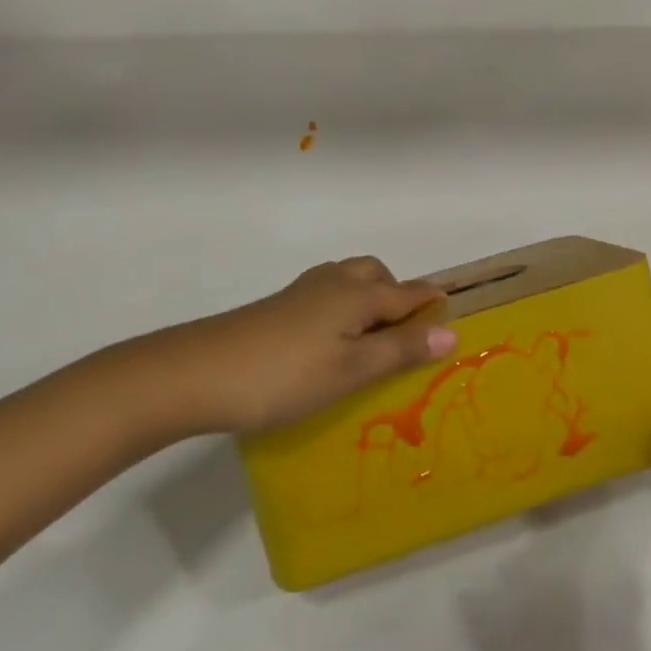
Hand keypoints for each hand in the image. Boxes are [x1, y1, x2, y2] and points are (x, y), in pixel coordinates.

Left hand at [161, 257, 457, 435]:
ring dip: (368, 300)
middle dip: (397, 295)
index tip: (452, 327)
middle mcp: (332, 282)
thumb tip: (451, 332)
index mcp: (357, 294)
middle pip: (377, 275)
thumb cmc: (286, 375)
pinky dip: (342, 309)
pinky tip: (330, 344)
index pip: (408, 293)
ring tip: (370, 342)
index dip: (432, 308)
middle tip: (404, 337)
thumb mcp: (351, 370)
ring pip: (348, 282)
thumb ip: (400, 350)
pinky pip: (326, 296)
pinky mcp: (278, 307)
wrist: (198, 372)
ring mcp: (301, 292)